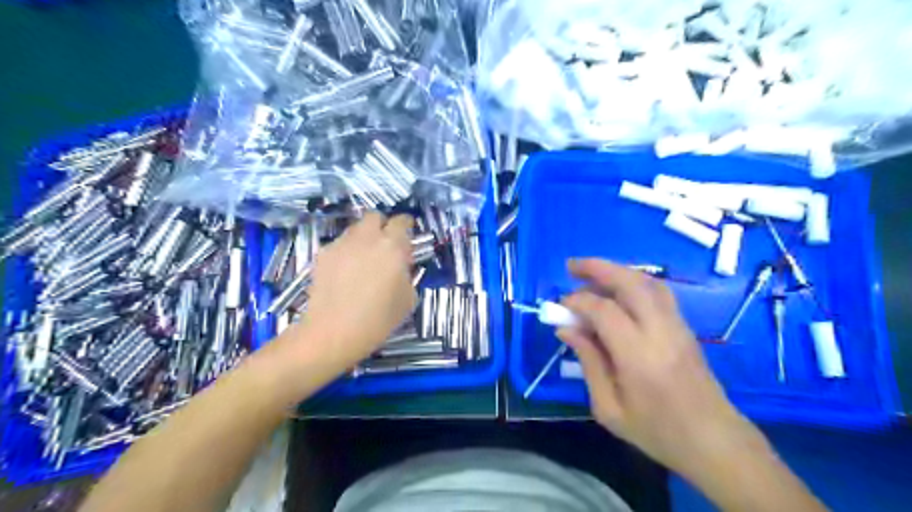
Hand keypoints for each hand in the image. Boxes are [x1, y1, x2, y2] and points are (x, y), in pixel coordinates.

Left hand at [291, 213, 414, 370]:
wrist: (333, 332)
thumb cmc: (379, 319)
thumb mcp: (408, 299)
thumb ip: (407, 274)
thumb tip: (400, 267)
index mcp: (393, 246)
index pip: (402, 221)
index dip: (406, 225)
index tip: (408, 235)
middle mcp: (367, 238)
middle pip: (375, 217)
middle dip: (382, 226)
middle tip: (385, 245)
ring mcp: (342, 244)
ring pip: (355, 229)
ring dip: (363, 238)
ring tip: (363, 259)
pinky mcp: (323, 254)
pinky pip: (339, 244)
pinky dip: (346, 252)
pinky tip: (344, 272)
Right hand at [557, 259, 763, 479]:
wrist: (714, 441)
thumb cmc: (657, 431)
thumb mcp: (608, 407)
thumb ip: (588, 362)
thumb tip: (567, 328)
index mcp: (639, 356)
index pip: (604, 311)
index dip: (578, 301)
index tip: (561, 306)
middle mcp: (661, 331)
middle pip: (630, 283)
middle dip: (597, 268)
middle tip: (571, 266)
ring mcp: (677, 325)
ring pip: (647, 282)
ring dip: (617, 270)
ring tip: (592, 273)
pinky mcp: (685, 326)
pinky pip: (658, 291)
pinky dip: (634, 281)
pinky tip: (618, 290)